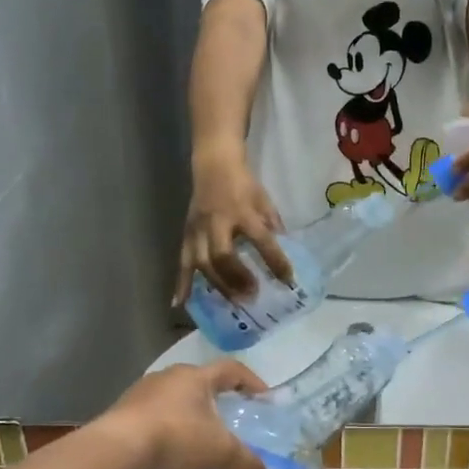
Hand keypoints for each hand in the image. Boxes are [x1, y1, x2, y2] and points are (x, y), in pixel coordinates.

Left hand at [97, 361, 273, 468]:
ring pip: (173, 400)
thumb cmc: (175, 438)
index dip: (250, 381)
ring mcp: (139, 394)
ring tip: (197, 440)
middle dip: (216, 400)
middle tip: (229, 420)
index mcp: (195, 377)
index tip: (263, 397)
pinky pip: (150, 418)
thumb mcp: (219, 453)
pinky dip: (164, 431)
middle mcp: (167, 378)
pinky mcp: (119, 415)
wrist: (113, 452)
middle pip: (199, 383)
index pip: (231, 369)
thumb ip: (246, 467)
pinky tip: (167, 453)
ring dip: (187, 416)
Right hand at [176, 147, 293, 303]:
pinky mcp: (186, 234)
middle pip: (222, 255)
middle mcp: (217, 221)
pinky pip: (182, 261)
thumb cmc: (242, 185)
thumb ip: (273, 226)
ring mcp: (198, 229)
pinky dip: (181, 283)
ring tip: (233, 302)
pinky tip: (180, 303)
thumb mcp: (264, 201)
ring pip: (202, 262)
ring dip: (217, 285)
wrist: (213, 165)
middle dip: (237, 278)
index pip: (261, 239)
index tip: (288, 280)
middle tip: (252, 295)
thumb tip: (286, 254)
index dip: (275, 260)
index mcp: (242, 211)